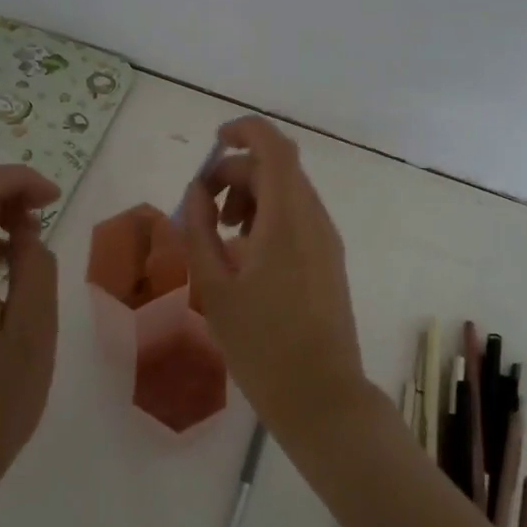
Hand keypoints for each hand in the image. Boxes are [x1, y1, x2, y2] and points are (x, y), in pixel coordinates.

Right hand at [178, 116, 371, 440]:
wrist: (321, 395)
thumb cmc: (261, 344)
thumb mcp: (215, 287)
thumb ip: (200, 231)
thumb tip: (197, 191)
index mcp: (287, 218)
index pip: (273, 147)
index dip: (244, 131)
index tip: (213, 142)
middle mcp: (314, 219)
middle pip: (277, 169)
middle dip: (236, 174)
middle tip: (204, 210)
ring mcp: (327, 240)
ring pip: (288, 193)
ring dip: (252, 197)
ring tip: (222, 235)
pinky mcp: (330, 260)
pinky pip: (298, 218)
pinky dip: (268, 217)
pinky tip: (245, 254)